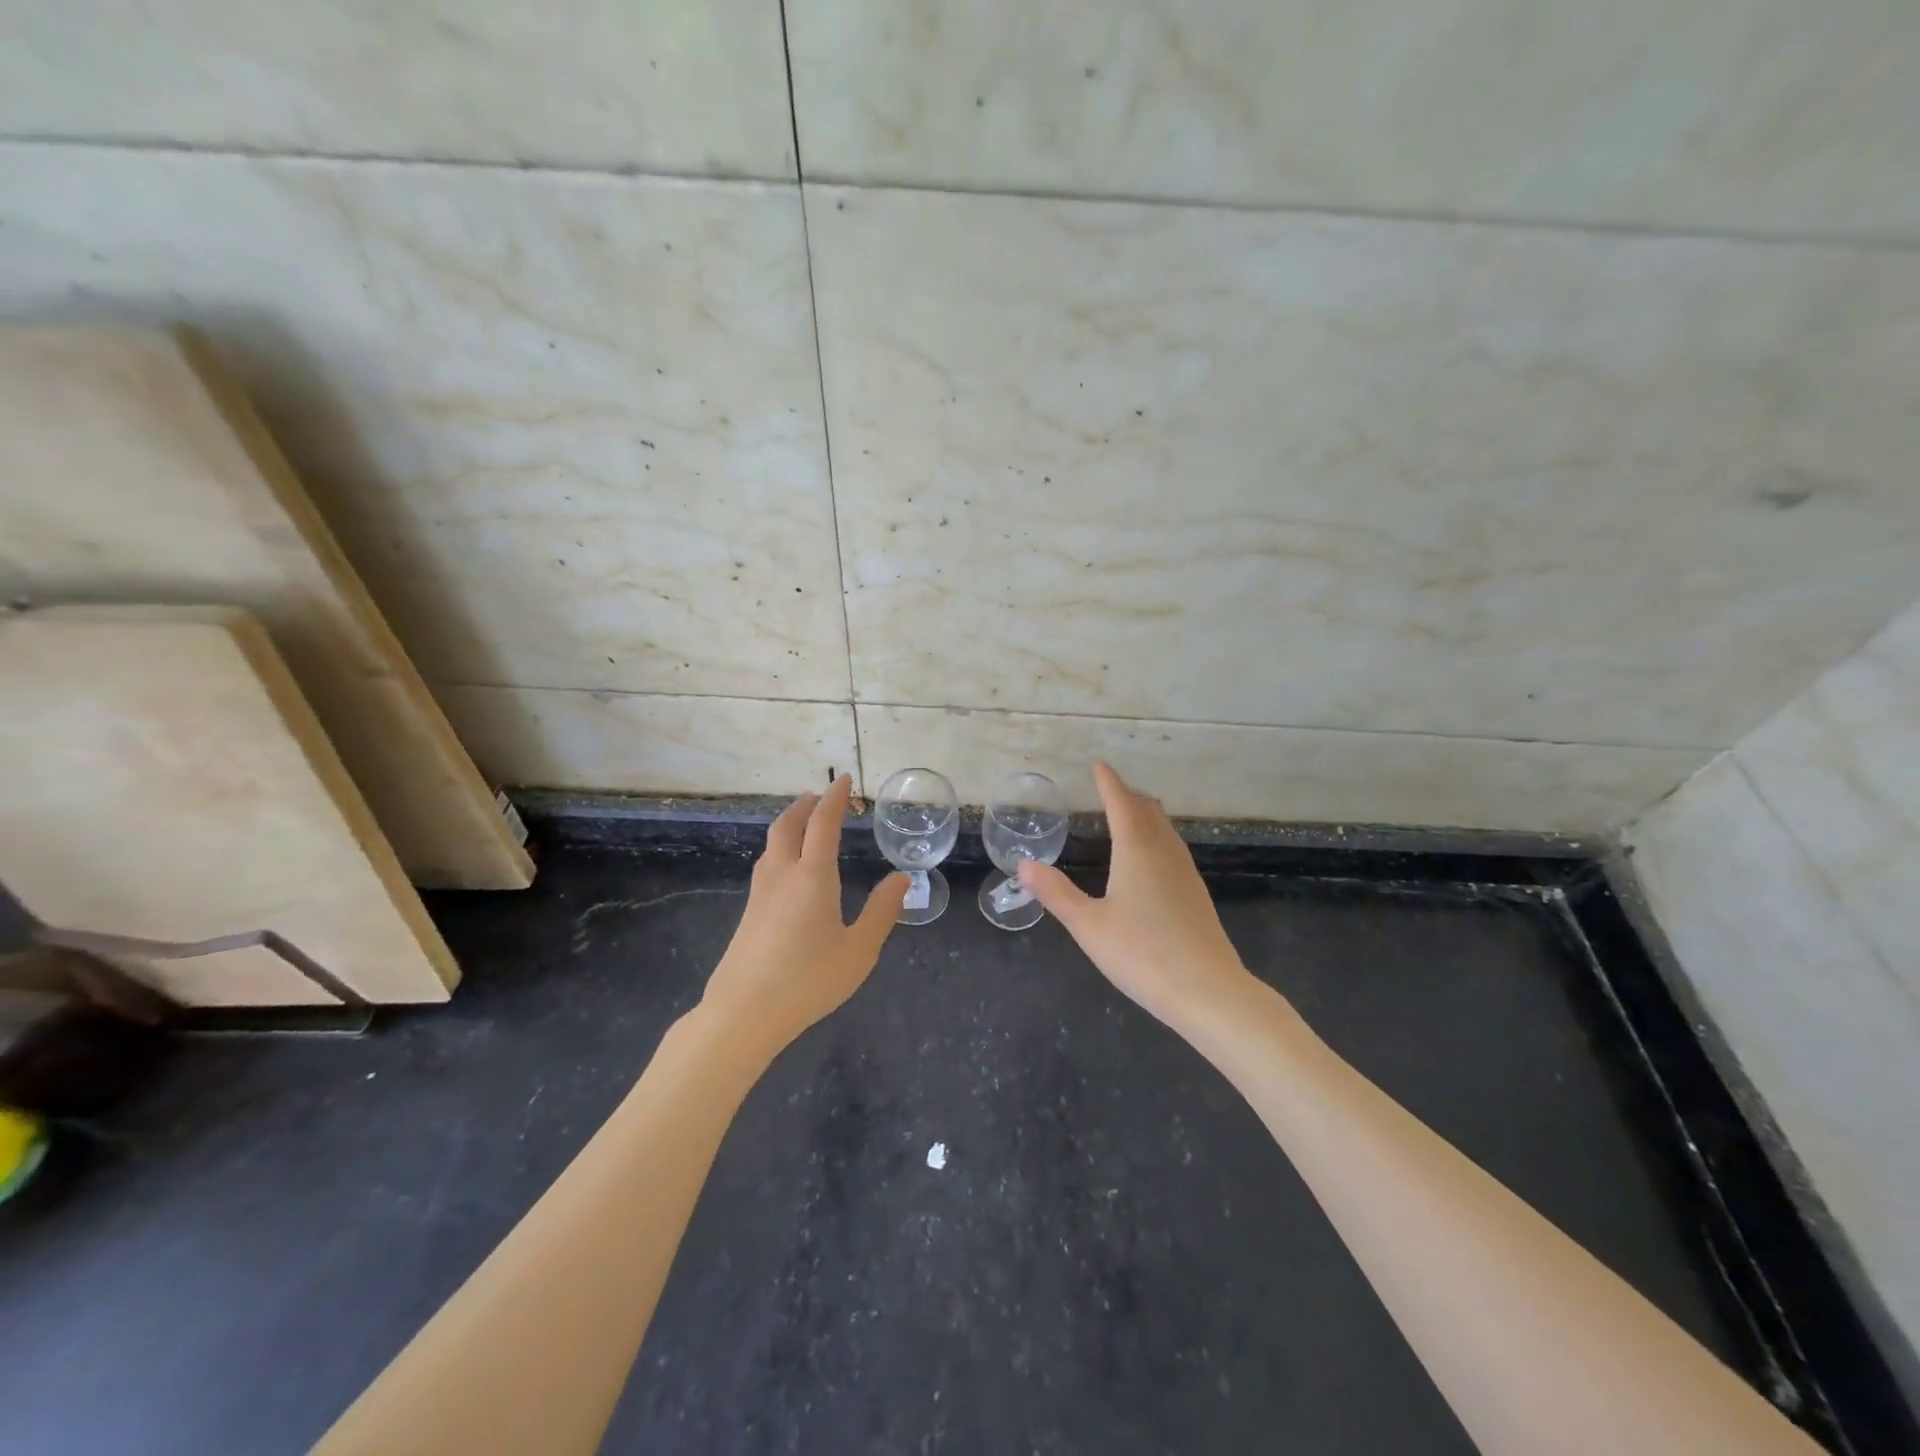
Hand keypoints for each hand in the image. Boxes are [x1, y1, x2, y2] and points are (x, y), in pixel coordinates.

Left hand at [702, 775, 907, 1051]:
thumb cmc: (808, 980)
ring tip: (804, 824)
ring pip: (772, 844)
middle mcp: (782, 875)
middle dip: (805, 805)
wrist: (744, 1012)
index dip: (835, 798)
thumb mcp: (859, 950)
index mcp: (812, 876)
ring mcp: (760, 894)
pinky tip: (787, 868)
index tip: (845, 780)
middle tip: (820, 796)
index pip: (823, 823)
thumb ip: (881, 911)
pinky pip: (766, 864)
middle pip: (788, 825)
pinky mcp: (749, 913)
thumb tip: (901, 878)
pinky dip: (780, 848)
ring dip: (789, 825)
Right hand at [1020, 762, 1252, 1027]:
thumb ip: (1056, 893)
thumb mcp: (1088, 926)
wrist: (1208, 991)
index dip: (1108, 782)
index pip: (1121, 803)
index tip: (1098, 765)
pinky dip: (1156, 836)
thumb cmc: (1142, 954)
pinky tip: (1151, 859)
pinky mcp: (1196, 894)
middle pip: (1148, 811)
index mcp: (1137, 851)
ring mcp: (1185, 873)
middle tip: (1108, 789)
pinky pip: (1173, 848)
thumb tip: (1024, 865)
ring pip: (1165, 829)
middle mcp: (1164, 853)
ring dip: (1145, 814)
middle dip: (1127, 795)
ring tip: (1128, 815)